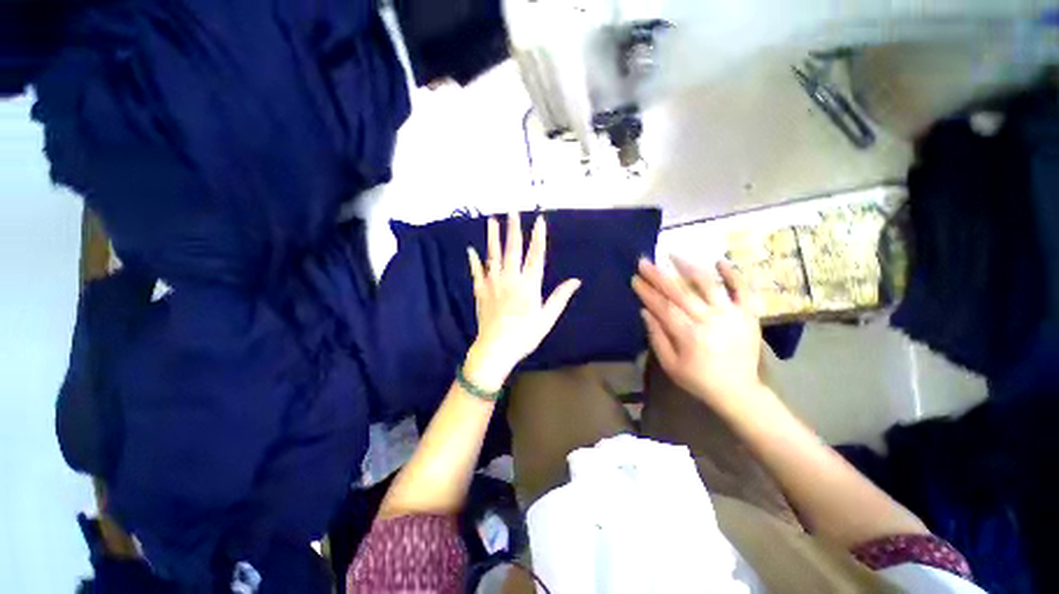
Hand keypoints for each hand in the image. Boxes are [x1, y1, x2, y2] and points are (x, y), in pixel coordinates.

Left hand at [465, 213, 580, 389]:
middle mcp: (510, 278)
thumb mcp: (547, 318)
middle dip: (514, 228)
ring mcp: (493, 283)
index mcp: (529, 285)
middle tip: (512, 210)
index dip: (539, 236)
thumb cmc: (524, 335)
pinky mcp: (481, 291)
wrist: (496, 349)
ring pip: (493, 255)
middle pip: (513, 249)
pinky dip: (473, 261)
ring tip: (491, 220)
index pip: (536, 255)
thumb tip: (576, 280)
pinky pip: (476, 272)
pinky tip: (470, 250)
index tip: (540, 219)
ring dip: (493, 237)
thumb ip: (560, 297)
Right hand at [632, 257, 763, 410]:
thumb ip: (657, 337)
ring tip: (673, 254)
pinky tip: (719, 261)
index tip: (635, 279)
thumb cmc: (698, 379)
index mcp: (689, 335)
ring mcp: (731, 314)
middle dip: (659, 275)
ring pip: (708, 285)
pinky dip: (732, 274)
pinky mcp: (748, 314)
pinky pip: (742, 290)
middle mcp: (709, 320)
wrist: (739, 391)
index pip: (663, 307)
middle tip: (644, 261)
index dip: (647, 292)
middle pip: (680, 292)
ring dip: (689, 267)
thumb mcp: (670, 364)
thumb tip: (645, 311)